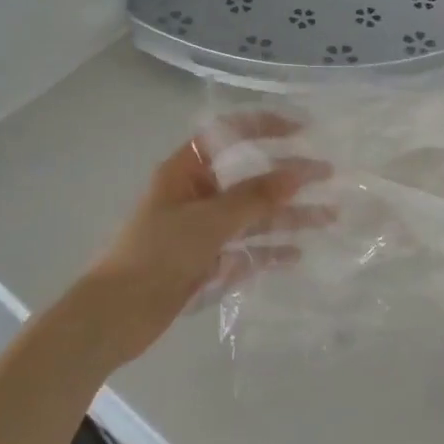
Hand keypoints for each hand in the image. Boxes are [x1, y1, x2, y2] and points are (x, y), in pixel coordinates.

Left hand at [75, 115, 328, 362]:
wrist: (114, 317)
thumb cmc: (157, 254)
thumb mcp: (209, 220)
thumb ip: (255, 197)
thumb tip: (298, 174)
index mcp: (187, 171)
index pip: (230, 134)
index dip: (265, 126)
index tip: (302, 130)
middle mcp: (197, 195)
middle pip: (250, 178)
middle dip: (289, 176)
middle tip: (328, 174)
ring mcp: (203, 230)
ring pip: (254, 216)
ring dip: (289, 215)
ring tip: (329, 216)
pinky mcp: (207, 262)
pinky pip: (246, 250)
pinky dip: (271, 251)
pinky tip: (298, 255)